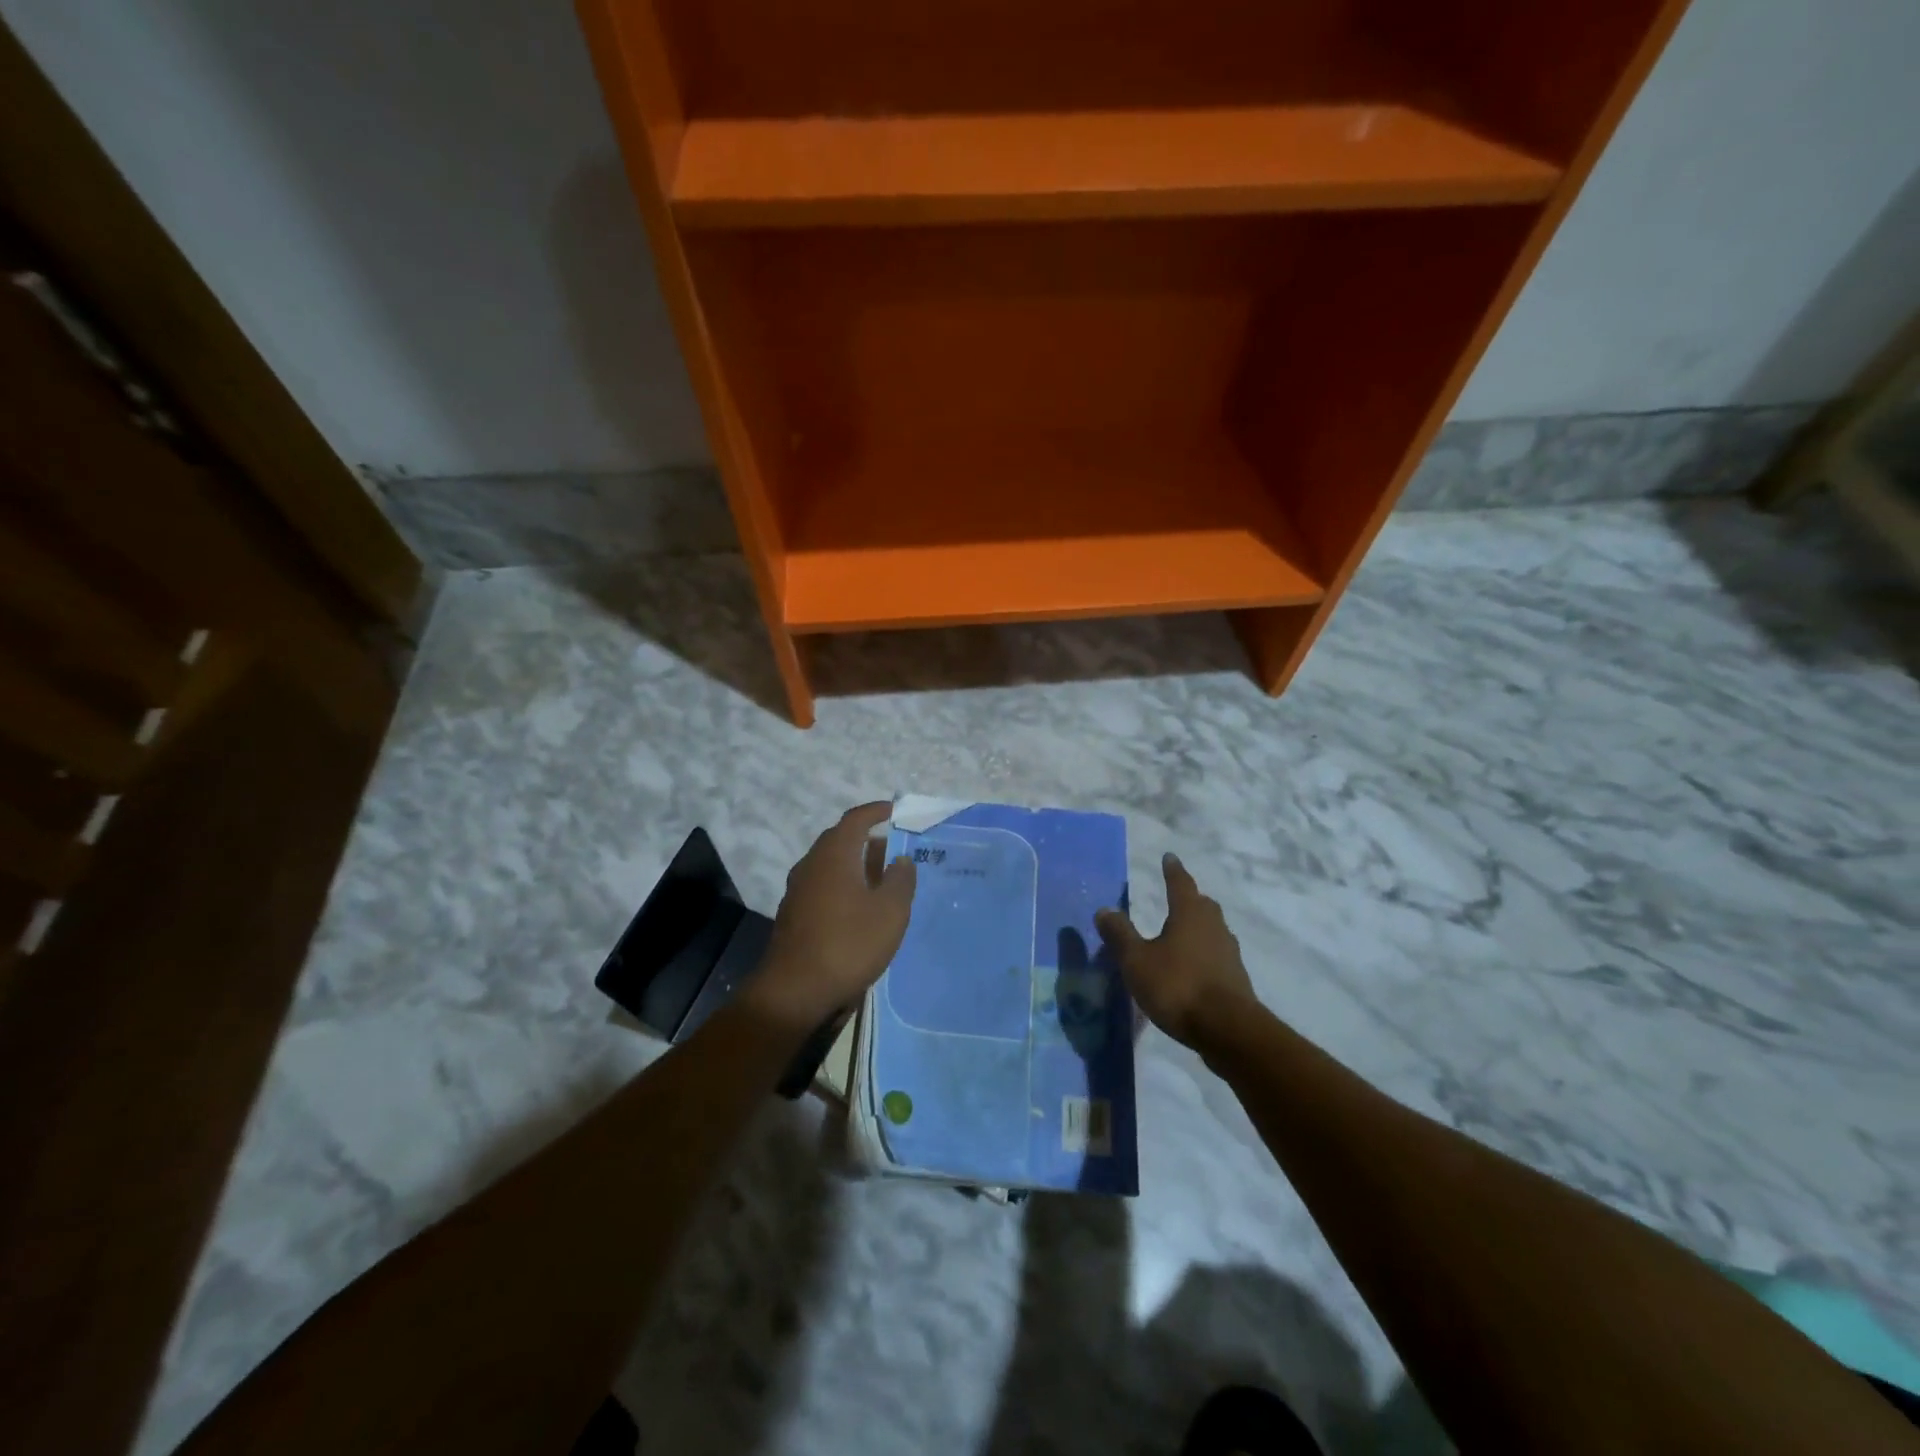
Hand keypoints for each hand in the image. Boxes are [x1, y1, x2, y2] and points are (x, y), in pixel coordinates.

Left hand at [751, 803, 915, 1028]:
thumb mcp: (890, 912)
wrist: (795, 991)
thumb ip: (900, 880)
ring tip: (882, 880)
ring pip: (830, 865)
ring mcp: (798, 890)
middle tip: (894, 849)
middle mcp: (811, 864)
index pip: (855, 819)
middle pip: (840, 840)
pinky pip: (822, 887)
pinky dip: (843, 886)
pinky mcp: (793, 914)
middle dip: (867, 840)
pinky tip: (859, 908)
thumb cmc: (848, 944)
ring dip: (855, 865)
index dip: (876, 812)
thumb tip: (900, 859)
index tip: (895, 812)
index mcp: (834, 855)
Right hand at [1095, 853, 1256, 1046]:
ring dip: (1198, 927)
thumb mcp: (1137, 961)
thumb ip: (1120, 935)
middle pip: (1202, 905)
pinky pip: (1217, 954)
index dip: (1173, 870)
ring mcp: (1229, 952)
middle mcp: (1213, 926)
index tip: (1169, 857)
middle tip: (1177, 896)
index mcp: (1189, 914)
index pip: (1180, 883)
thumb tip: (1104, 909)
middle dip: (1189, 898)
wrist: (1228, 1030)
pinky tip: (1193, 966)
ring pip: (1212, 929)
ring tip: (1182, 933)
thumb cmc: (1178, 986)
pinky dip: (1204, 953)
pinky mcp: (1236, 978)